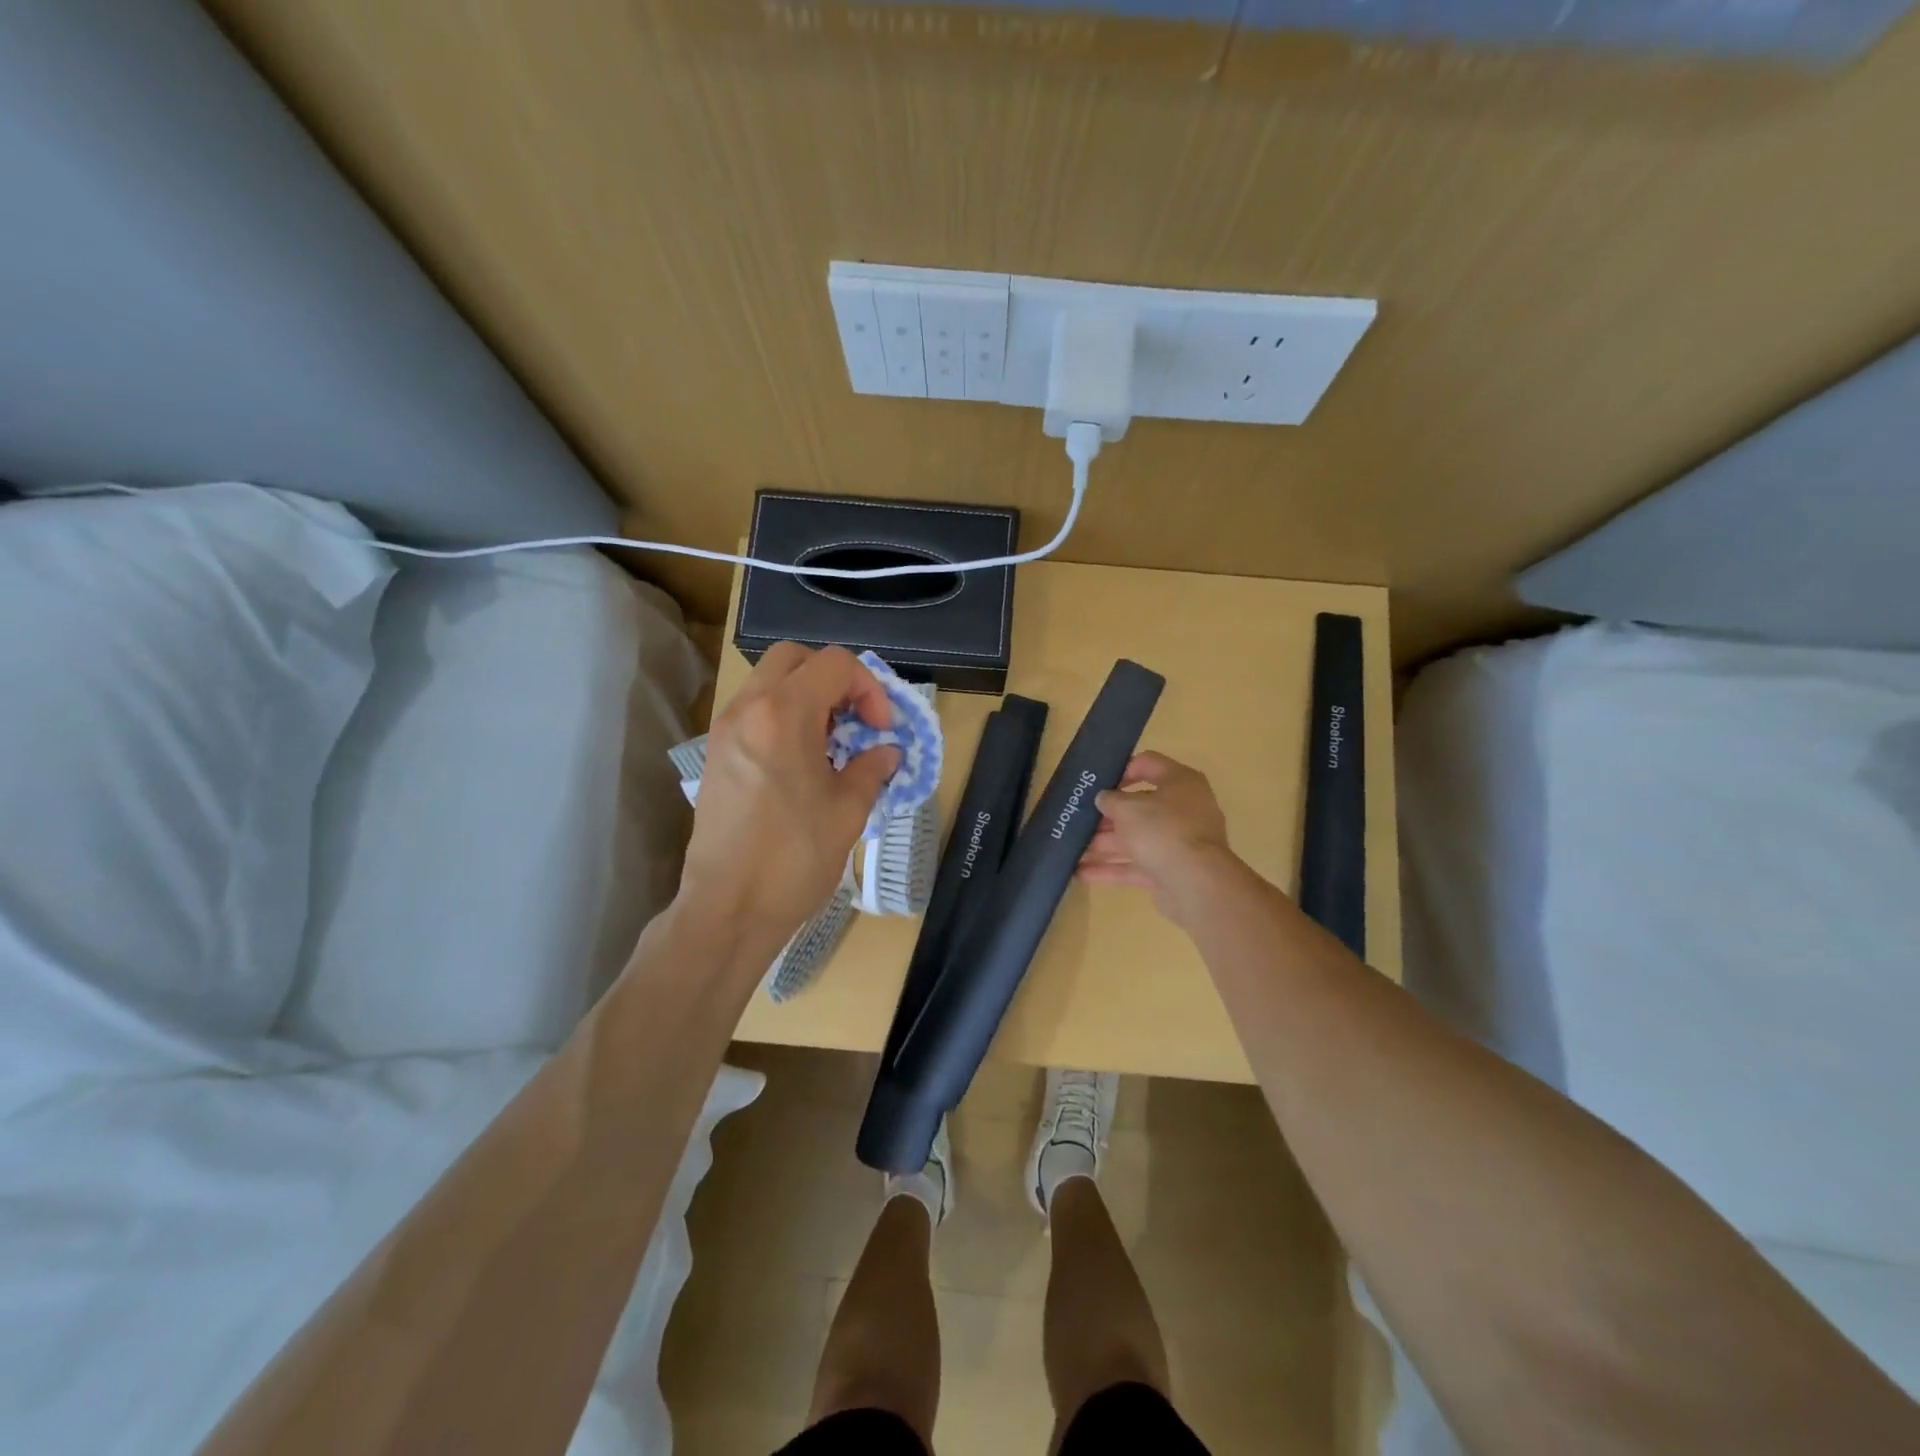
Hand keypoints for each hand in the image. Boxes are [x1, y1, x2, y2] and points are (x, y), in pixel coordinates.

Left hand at [680, 643, 899, 941]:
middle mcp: (748, 709)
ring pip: (769, 682)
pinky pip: (754, 712)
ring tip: (831, 742)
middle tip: (854, 720)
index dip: (869, 687)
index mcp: (783, 714)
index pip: (834, 664)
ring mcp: (725, 731)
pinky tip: (802, 762)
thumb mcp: (848, 811)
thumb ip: (871, 769)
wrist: (727, 909)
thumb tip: (885, 752)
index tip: (879, 729)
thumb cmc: (794, 858)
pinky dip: (783, 716)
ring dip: (806, 696)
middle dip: (834, 678)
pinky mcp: (716, 755)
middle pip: (794, 658)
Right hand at [1077, 751, 1238, 925]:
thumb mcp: (1127, 807)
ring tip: (1072, 848)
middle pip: (1139, 806)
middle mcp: (1183, 809)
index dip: (1121, 770)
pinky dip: (1111, 869)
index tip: (1097, 782)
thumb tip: (1104, 799)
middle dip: (1106, 816)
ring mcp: (1178, 842)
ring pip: (1135, 838)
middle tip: (1079, 818)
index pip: (1148, 764)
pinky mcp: (1170, 870)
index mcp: (1180, 782)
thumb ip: (1110, 799)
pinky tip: (1081, 873)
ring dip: (1103, 844)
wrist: (1196, 883)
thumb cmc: (1162, 830)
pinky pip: (1136, 865)